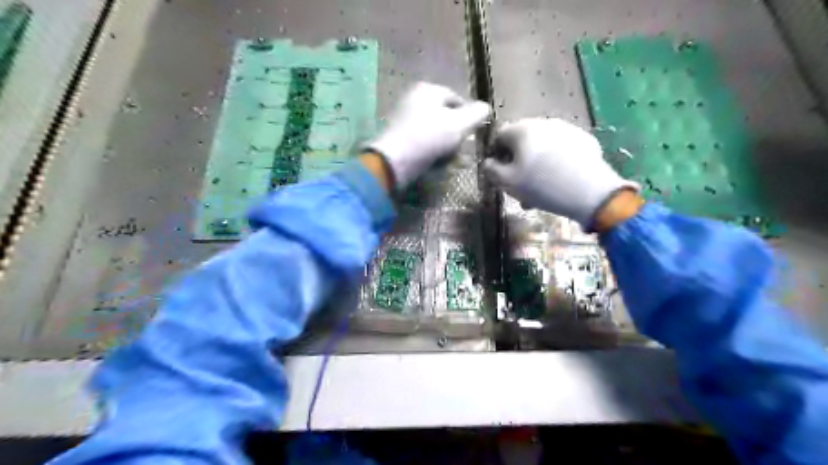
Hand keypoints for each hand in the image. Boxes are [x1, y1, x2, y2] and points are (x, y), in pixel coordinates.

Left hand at [366, 82, 489, 189]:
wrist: (394, 161)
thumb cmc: (429, 138)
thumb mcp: (460, 124)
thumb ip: (477, 114)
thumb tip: (486, 107)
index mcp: (428, 90)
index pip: (457, 99)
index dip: (469, 117)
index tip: (475, 134)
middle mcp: (414, 100)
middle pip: (445, 117)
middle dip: (457, 135)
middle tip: (463, 150)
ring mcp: (404, 119)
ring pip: (435, 132)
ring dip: (446, 147)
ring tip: (453, 161)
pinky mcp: (398, 139)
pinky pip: (422, 143)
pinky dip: (432, 152)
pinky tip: (438, 165)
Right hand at [486, 118, 638, 230]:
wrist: (590, 192)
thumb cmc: (541, 186)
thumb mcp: (507, 183)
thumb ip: (491, 170)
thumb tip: (488, 162)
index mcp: (522, 129)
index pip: (499, 136)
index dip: (496, 155)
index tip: (500, 174)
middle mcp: (543, 122)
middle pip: (522, 141)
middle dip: (517, 162)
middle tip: (519, 185)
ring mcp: (566, 129)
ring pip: (542, 147)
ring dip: (535, 164)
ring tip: (539, 189)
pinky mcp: (584, 140)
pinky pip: (561, 150)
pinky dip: (555, 162)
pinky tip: (559, 181)